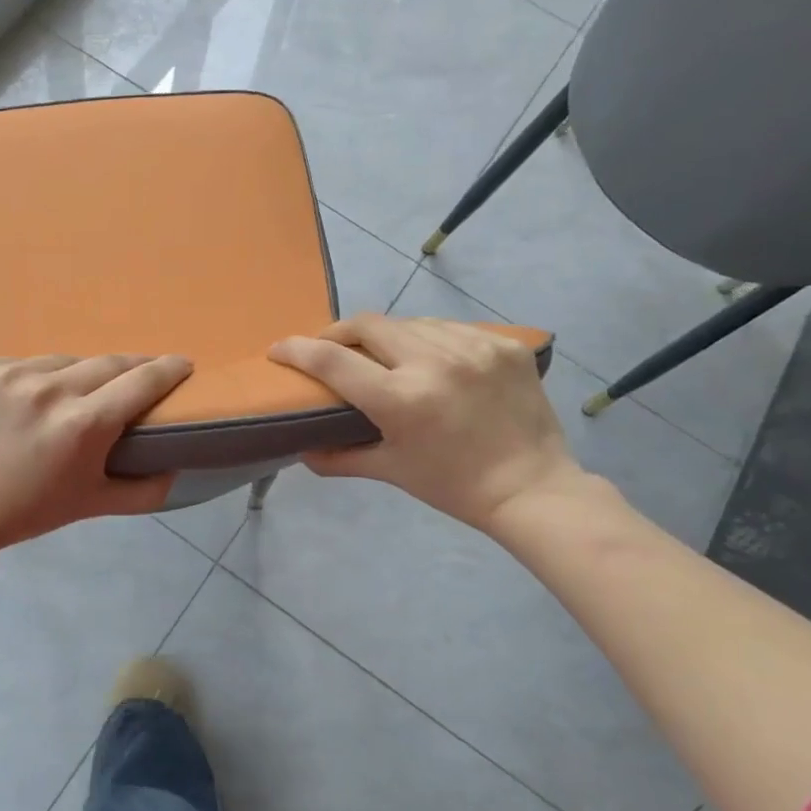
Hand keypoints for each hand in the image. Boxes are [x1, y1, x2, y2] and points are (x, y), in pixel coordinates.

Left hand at [0, 353, 193, 549]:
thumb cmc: (25, 511)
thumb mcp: (90, 505)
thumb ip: (143, 491)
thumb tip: (175, 469)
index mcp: (84, 423)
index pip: (141, 382)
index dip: (167, 369)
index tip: (182, 364)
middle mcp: (50, 389)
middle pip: (106, 363)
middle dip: (129, 367)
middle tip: (137, 374)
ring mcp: (9, 373)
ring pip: (59, 362)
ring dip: (72, 376)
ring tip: (67, 395)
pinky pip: (17, 364)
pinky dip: (27, 379)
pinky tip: (19, 401)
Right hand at [269, 314, 584, 532]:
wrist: (532, 488)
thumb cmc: (453, 486)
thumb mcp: (391, 471)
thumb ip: (339, 457)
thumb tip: (302, 449)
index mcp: (401, 399)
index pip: (333, 361)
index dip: (297, 350)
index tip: (279, 348)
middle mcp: (434, 363)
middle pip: (368, 324)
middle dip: (339, 332)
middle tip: (330, 347)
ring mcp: (474, 348)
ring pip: (410, 323)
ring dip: (386, 335)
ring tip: (383, 354)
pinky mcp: (504, 344)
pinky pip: (450, 328)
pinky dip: (429, 339)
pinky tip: (430, 358)